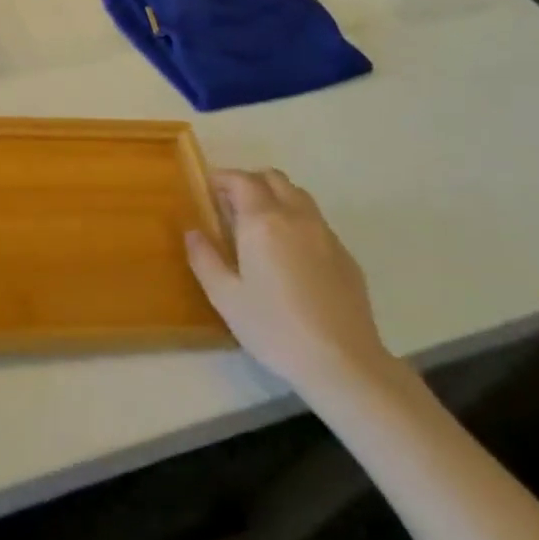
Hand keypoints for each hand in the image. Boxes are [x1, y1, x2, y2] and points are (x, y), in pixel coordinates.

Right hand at [185, 169, 395, 395]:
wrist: (342, 361)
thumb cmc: (274, 327)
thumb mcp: (225, 297)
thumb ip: (204, 258)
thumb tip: (193, 232)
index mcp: (263, 222)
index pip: (242, 180)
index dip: (222, 178)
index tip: (208, 189)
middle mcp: (296, 217)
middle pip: (274, 178)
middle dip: (250, 182)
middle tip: (230, 204)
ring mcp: (326, 234)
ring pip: (298, 196)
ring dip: (275, 197)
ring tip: (259, 225)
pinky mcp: (345, 255)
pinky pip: (316, 221)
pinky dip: (296, 220)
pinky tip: (289, 254)